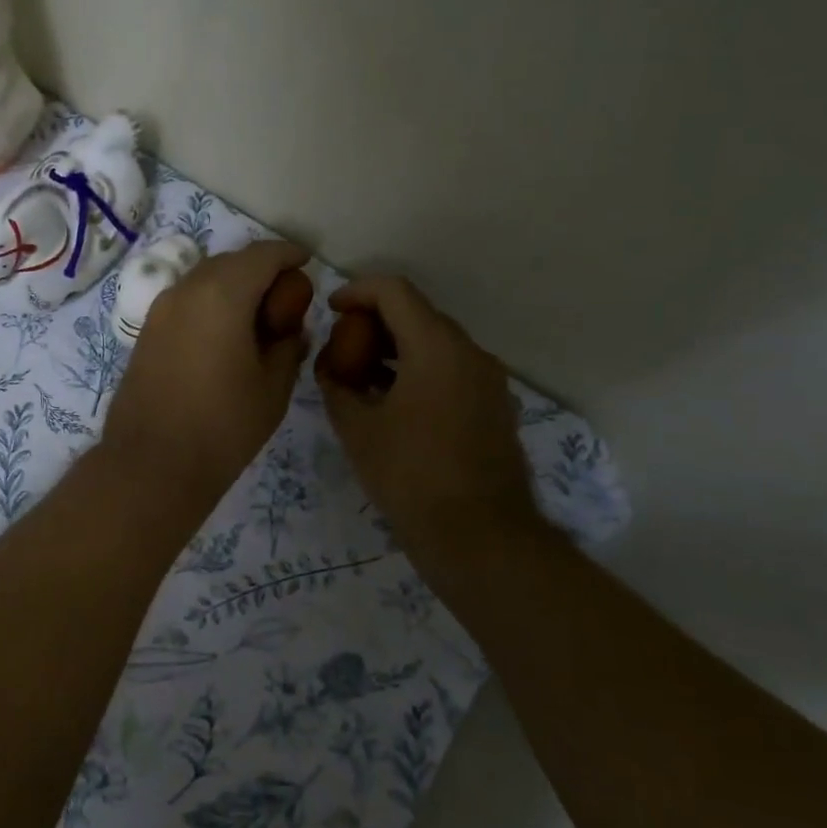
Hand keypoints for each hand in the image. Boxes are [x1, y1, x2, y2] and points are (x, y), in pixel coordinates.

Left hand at [102, 240, 312, 499]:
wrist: (152, 464)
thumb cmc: (223, 426)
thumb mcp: (273, 387)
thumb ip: (288, 347)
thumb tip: (290, 330)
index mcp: (223, 294)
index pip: (263, 255)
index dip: (288, 254)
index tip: (306, 262)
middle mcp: (187, 290)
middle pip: (230, 261)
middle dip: (260, 269)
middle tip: (285, 296)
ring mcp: (160, 309)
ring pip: (204, 279)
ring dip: (233, 285)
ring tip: (256, 316)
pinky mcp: (147, 332)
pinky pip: (186, 301)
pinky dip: (210, 302)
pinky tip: (224, 334)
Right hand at [316, 277, 537, 574]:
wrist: (479, 536)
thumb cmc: (410, 475)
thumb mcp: (357, 429)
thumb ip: (336, 386)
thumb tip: (330, 368)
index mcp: (437, 347)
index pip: (395, 291)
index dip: (357, 292)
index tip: (331, 311)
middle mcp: (471, 353)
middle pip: (418, 314)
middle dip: (375, 322)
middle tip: (343, 348)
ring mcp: (489, 381)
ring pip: (437, 344)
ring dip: (398, 349)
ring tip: (362, 377)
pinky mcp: (496, 407)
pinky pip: (453, 371)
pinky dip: (420, 372)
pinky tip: (395, 403)